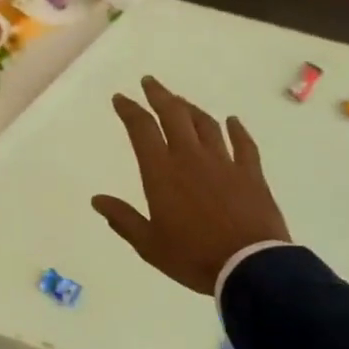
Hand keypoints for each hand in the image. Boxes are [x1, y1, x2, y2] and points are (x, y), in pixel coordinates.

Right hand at [91, 77, 290, 295]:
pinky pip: (243, 143)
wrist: (249, 266)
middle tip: (150, 82)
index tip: (121, 98)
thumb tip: (97, 200)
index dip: (129, 110)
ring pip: (205, 124)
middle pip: (173, 115)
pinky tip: (232, 121)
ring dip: (190, 108)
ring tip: (180, 101)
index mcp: (161, 172)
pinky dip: (236, 129)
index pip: (141, 129)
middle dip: (159, 95)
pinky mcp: (250, 173)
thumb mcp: (149, 244)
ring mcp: (224, 162)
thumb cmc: (192, 256)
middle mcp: (190, 157)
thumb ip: (123, 219)